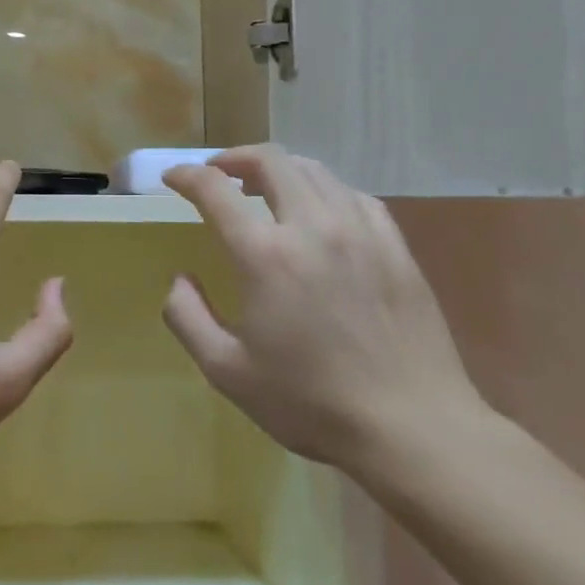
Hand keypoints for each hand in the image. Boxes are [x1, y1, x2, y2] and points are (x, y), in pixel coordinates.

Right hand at [162, 145, 485, 479]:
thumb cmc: (310, 402)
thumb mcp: (226, 371)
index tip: (172, 178)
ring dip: (279, 169)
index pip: (215, 189)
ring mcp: (360, 231)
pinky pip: (353, 195)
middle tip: (216, 173)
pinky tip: (319, 212)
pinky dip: (323, 190)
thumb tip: (181, 278)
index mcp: (264, 255)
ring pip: (314, 171)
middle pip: (270, 161)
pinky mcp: (395, 246)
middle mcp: (312, 226)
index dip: (186, 175)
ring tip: (263, 187)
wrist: (411, 427)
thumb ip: (188, 317)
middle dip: (234, 158)